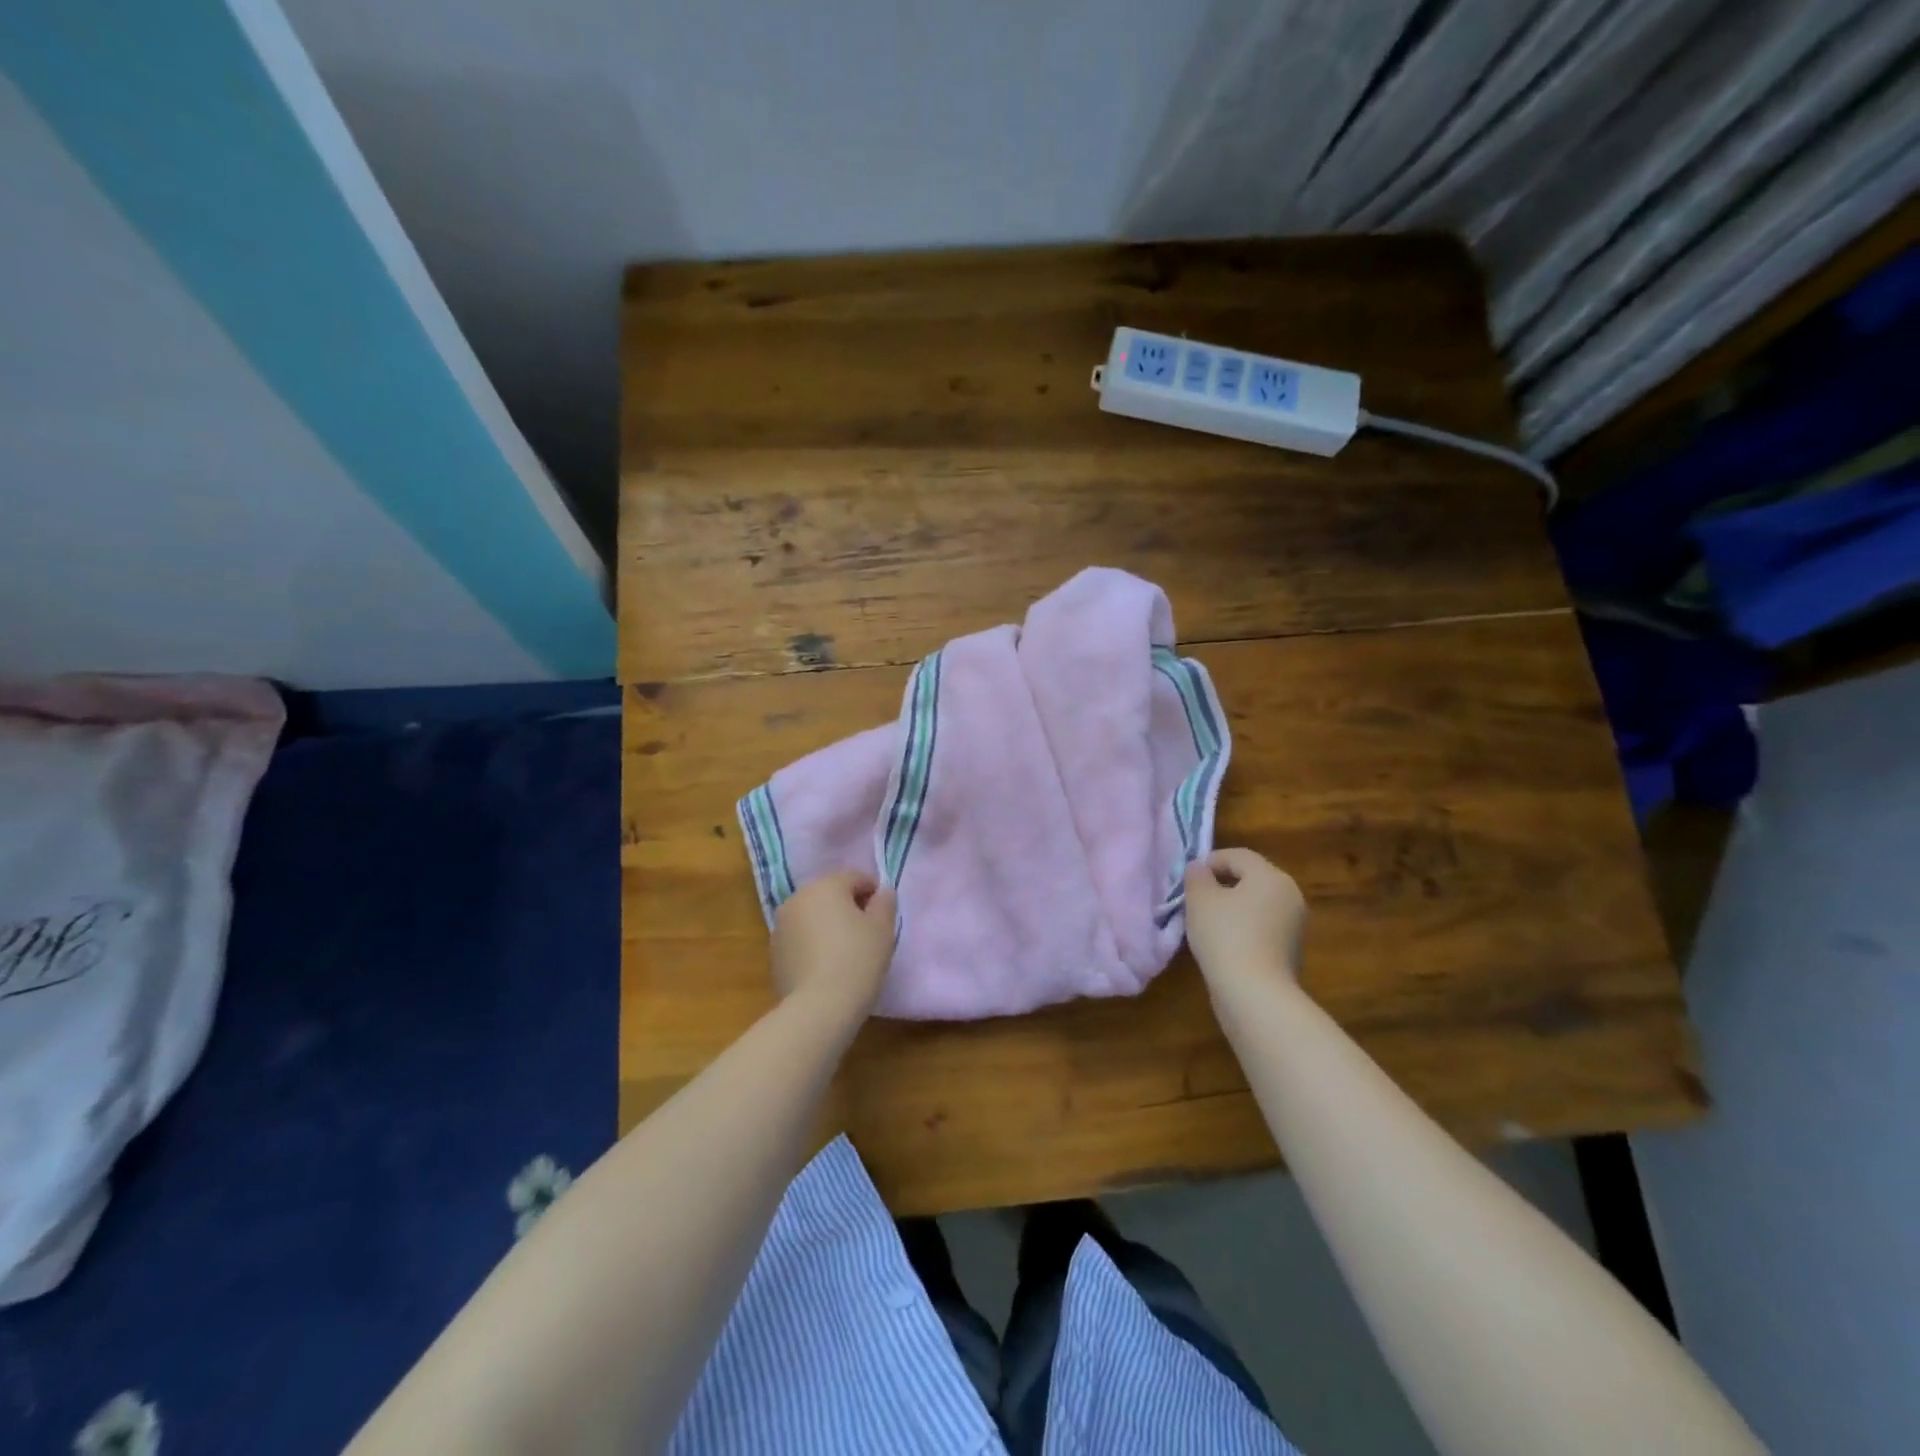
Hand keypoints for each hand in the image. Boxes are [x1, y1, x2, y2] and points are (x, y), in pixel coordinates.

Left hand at [771, 871, 896, 1017]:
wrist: (818, 1008)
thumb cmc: (857, 959)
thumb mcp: (882, 929)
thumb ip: (885, 903)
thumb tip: (882, 892)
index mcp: (825, 885)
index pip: (855, 877)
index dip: (874, 893)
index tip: (884, 916)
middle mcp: (797, 898)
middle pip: (830, 894)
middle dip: (849, 907)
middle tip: (868, 933)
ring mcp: (781, 926)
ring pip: (813, 916)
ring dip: (829, 925)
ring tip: (847, 952)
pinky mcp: (774, 953)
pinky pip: (801, 939)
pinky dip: (814, 944)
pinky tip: (827, 967)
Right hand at [1184, 848, 1307, 993]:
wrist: (1255, 993)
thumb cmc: (1225, 936)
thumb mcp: (1200, 899)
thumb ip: (1197, 876)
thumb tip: (1200, 869)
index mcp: (1271, 877)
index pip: (1239, 856)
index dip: (1210, 861)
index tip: (1190, 878)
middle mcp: (1290, 896)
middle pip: (1251, 879)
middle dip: (1222, 884)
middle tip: (1196, 898)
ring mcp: (1294, 925)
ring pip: (1257, 905)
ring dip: (1233, 908)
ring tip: (1206, 922)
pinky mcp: (1290, 951)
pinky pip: (1262, 928)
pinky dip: (1244, 929)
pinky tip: (1224, 945)